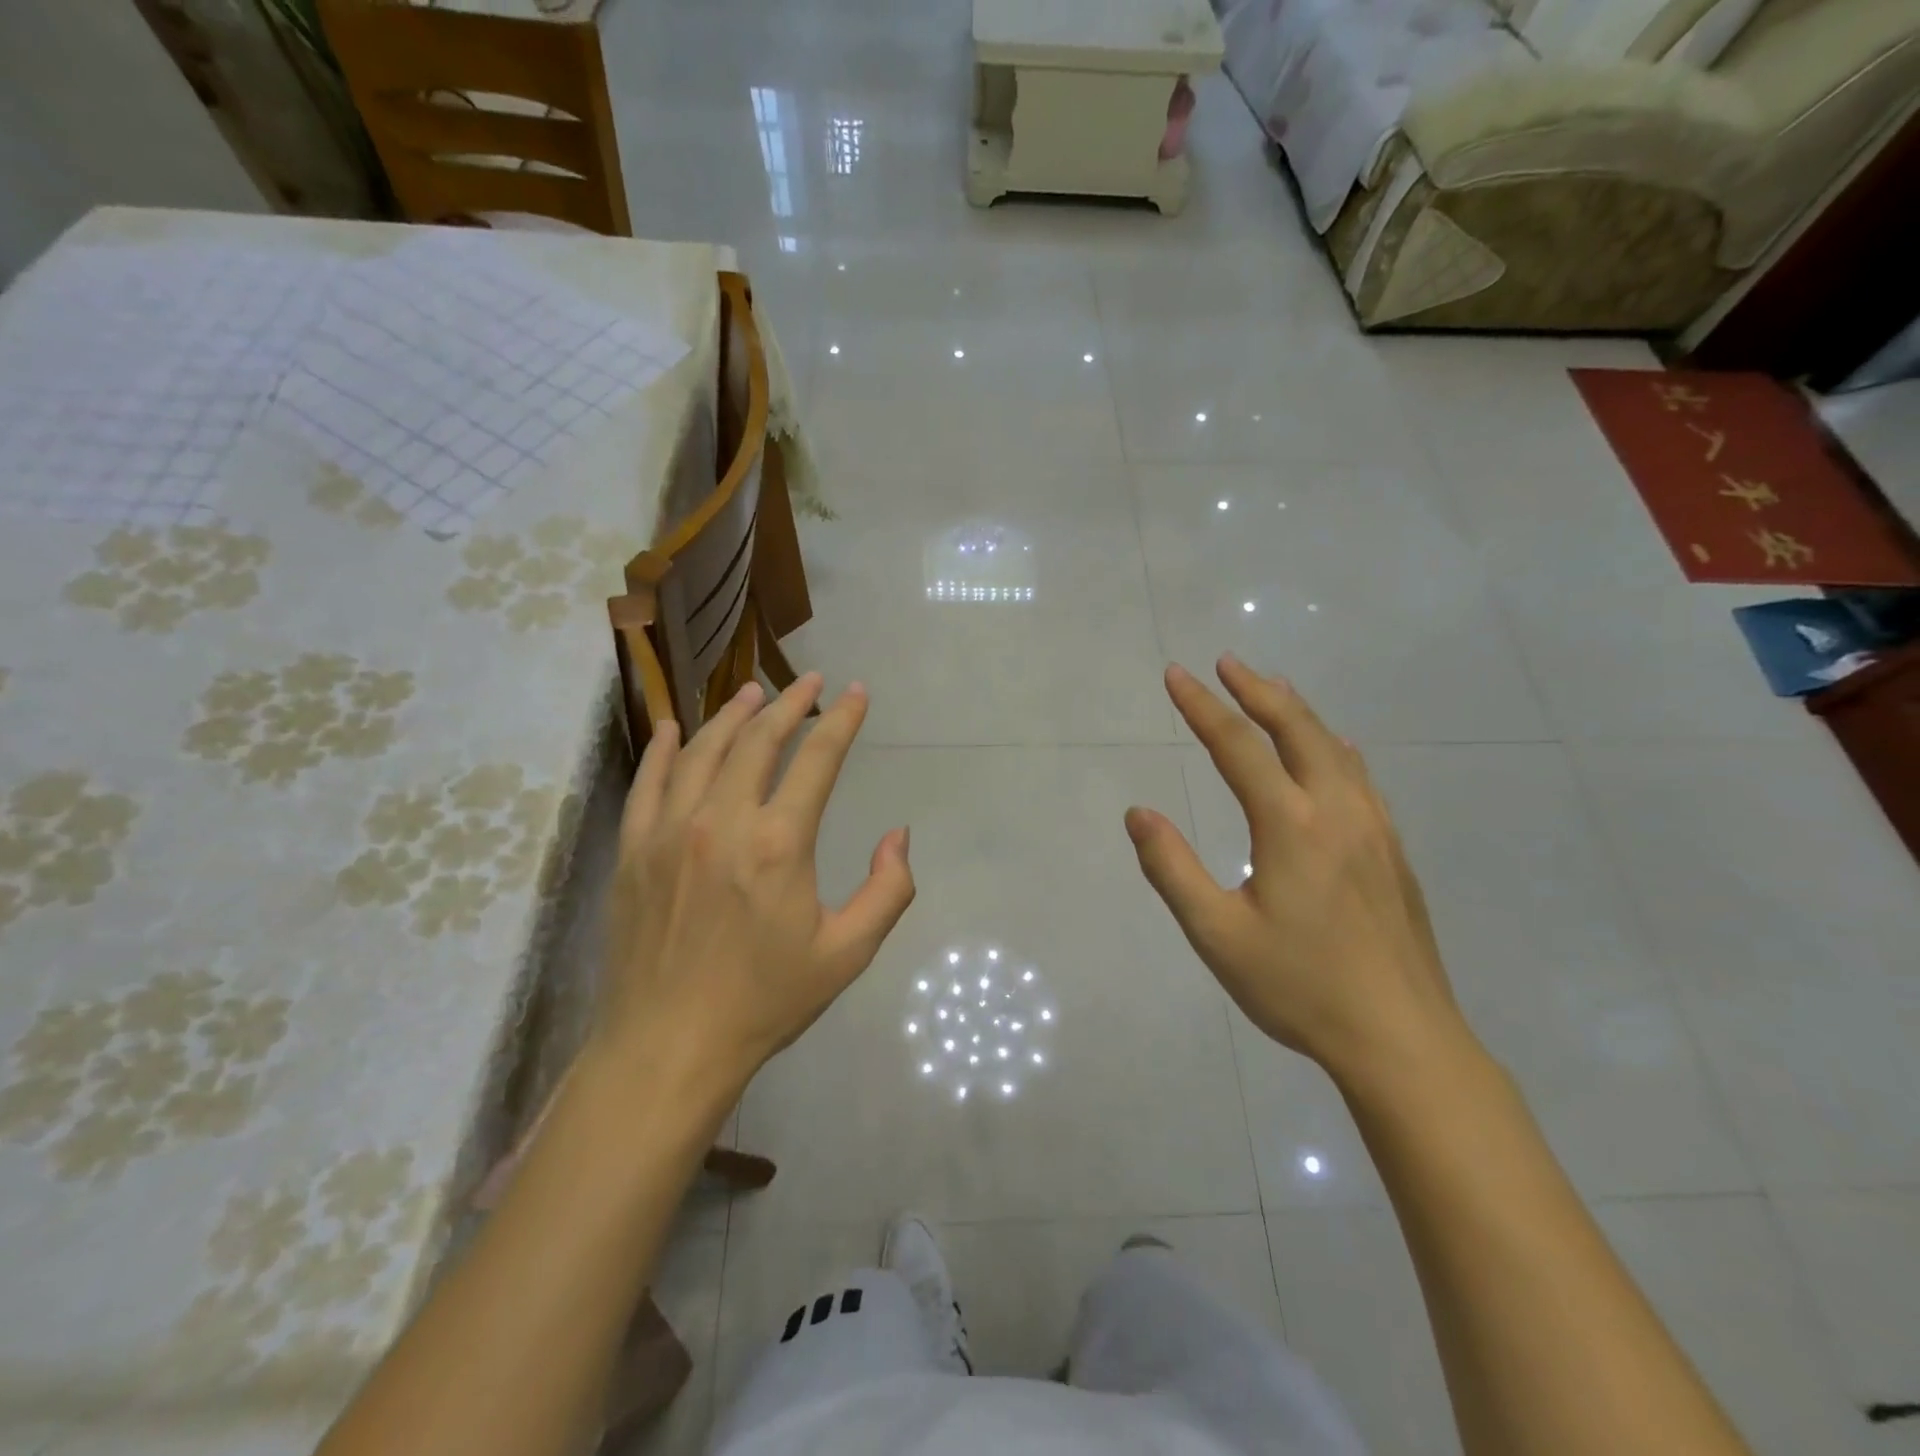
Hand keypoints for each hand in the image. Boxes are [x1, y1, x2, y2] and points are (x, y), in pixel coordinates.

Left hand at [597, 674, 913, 1094]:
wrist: (668, 1047)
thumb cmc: (764, 1001)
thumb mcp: (847, 954)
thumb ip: (888, 890)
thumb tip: (897, 835)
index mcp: (779, 844)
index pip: (818, 759)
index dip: (841, 720)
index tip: (856, 692)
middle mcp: (722, 822)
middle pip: (759, 741)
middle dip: (790, 703)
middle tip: (810, 681)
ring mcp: (669, 831)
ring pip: (703, 751)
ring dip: (731, 715)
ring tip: (752, 692)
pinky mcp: (633, 850)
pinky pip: (647, 783)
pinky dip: (663, 750)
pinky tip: (672, 729)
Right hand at [1124, 657, 1460, 1083]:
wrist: (1403, 1040)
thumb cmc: (1301, 988)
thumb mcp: (1217, 935)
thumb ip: (1172, 869)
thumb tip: (1138, 813)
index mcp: (1291, 826)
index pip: (1239, 747)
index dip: (1203, 706)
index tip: (1175, 675)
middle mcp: (1337, 811)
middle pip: (1296, 729)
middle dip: (1256, 690)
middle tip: (1226, 662)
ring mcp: (1374, 828)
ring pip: (1333, 747)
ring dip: (1296, 711)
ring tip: (1270, 687)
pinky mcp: (1392, 851)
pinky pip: (1359, 775)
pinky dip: (1333, 746)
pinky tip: (1334, 749)